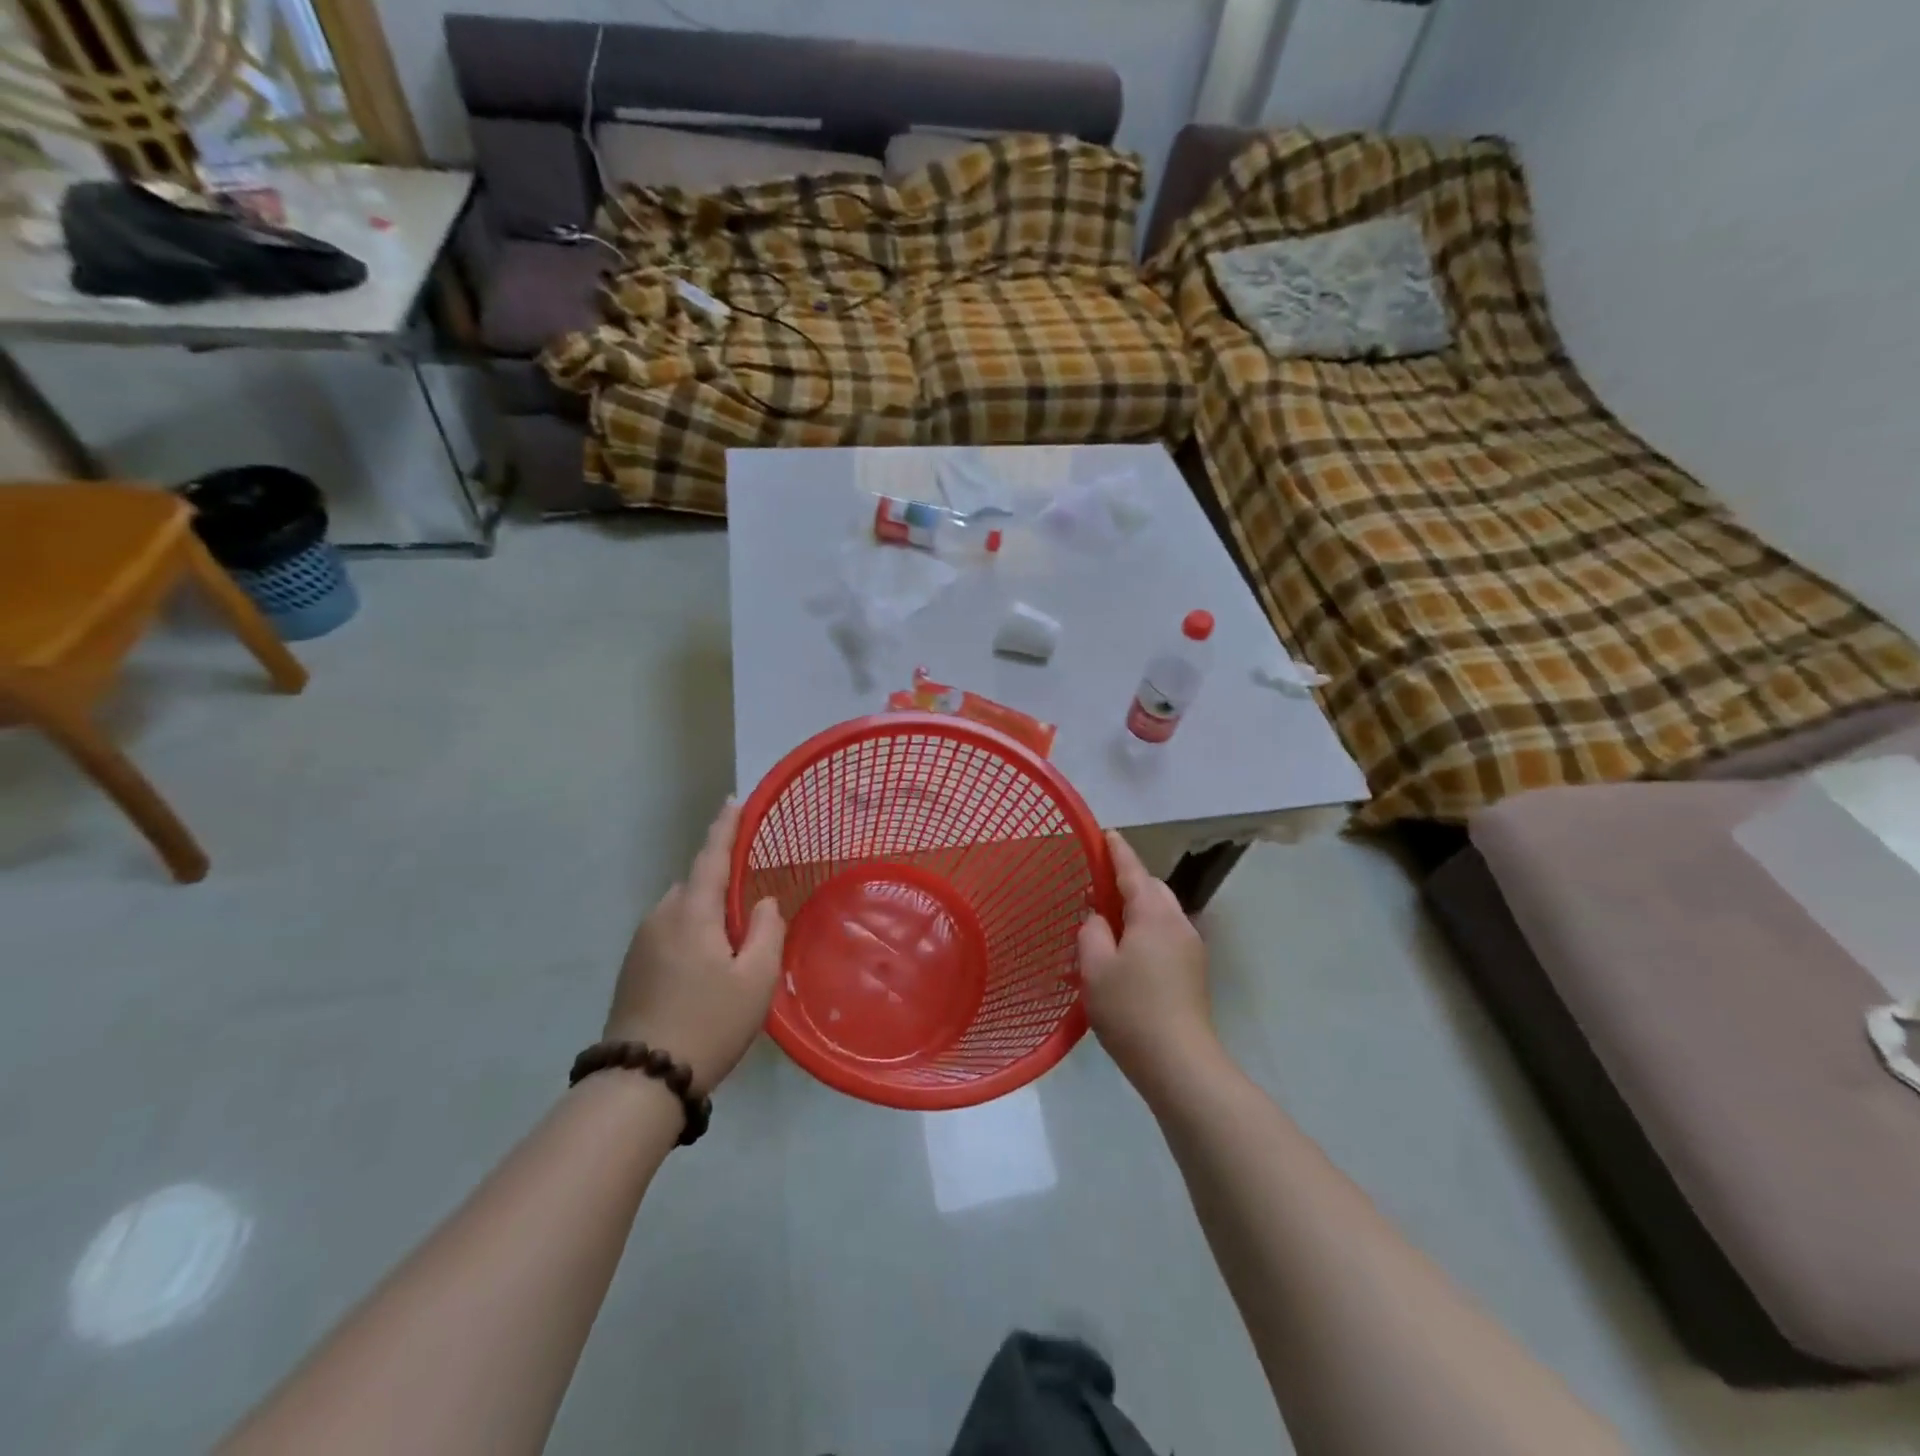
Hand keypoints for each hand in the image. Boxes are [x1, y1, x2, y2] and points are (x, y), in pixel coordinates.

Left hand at [605, 801, 785, 1095]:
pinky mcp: (631, 968)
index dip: (725, 827)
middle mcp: (660, 917)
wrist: (641, 1081)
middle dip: (722, 889)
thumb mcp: (756, 977)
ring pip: (681, 913)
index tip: (733, 801)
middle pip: (696, 886)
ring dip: (706, 918)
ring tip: (730, 956)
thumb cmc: (709, 1022)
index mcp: (691, 912)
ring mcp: (640, 943)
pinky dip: (690, 938)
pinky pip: (669, 934)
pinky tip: (703, 974)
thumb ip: (767, 930)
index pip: (711, 856)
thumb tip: (763, 902)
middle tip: (751, 918)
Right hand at [1077, 831, 1219, 1091]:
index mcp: (1153, 914)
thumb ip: (1091, 931)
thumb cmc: (1131, 1010)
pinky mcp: (1194, 971)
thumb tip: (1098, 918)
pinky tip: (1126, 953)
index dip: (1116, 850)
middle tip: (1096, 886)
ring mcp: (1191, 948)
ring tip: (1107, 922)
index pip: (1132, 870)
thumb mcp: (1095, 967)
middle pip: (1151, 888)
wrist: (1180, 1063)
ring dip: (1136, 908)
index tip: (1105, 833)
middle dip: (1127, 881)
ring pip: (1160, 913)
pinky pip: (1165, 935)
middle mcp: (1178, 922)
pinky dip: (1145, 930)